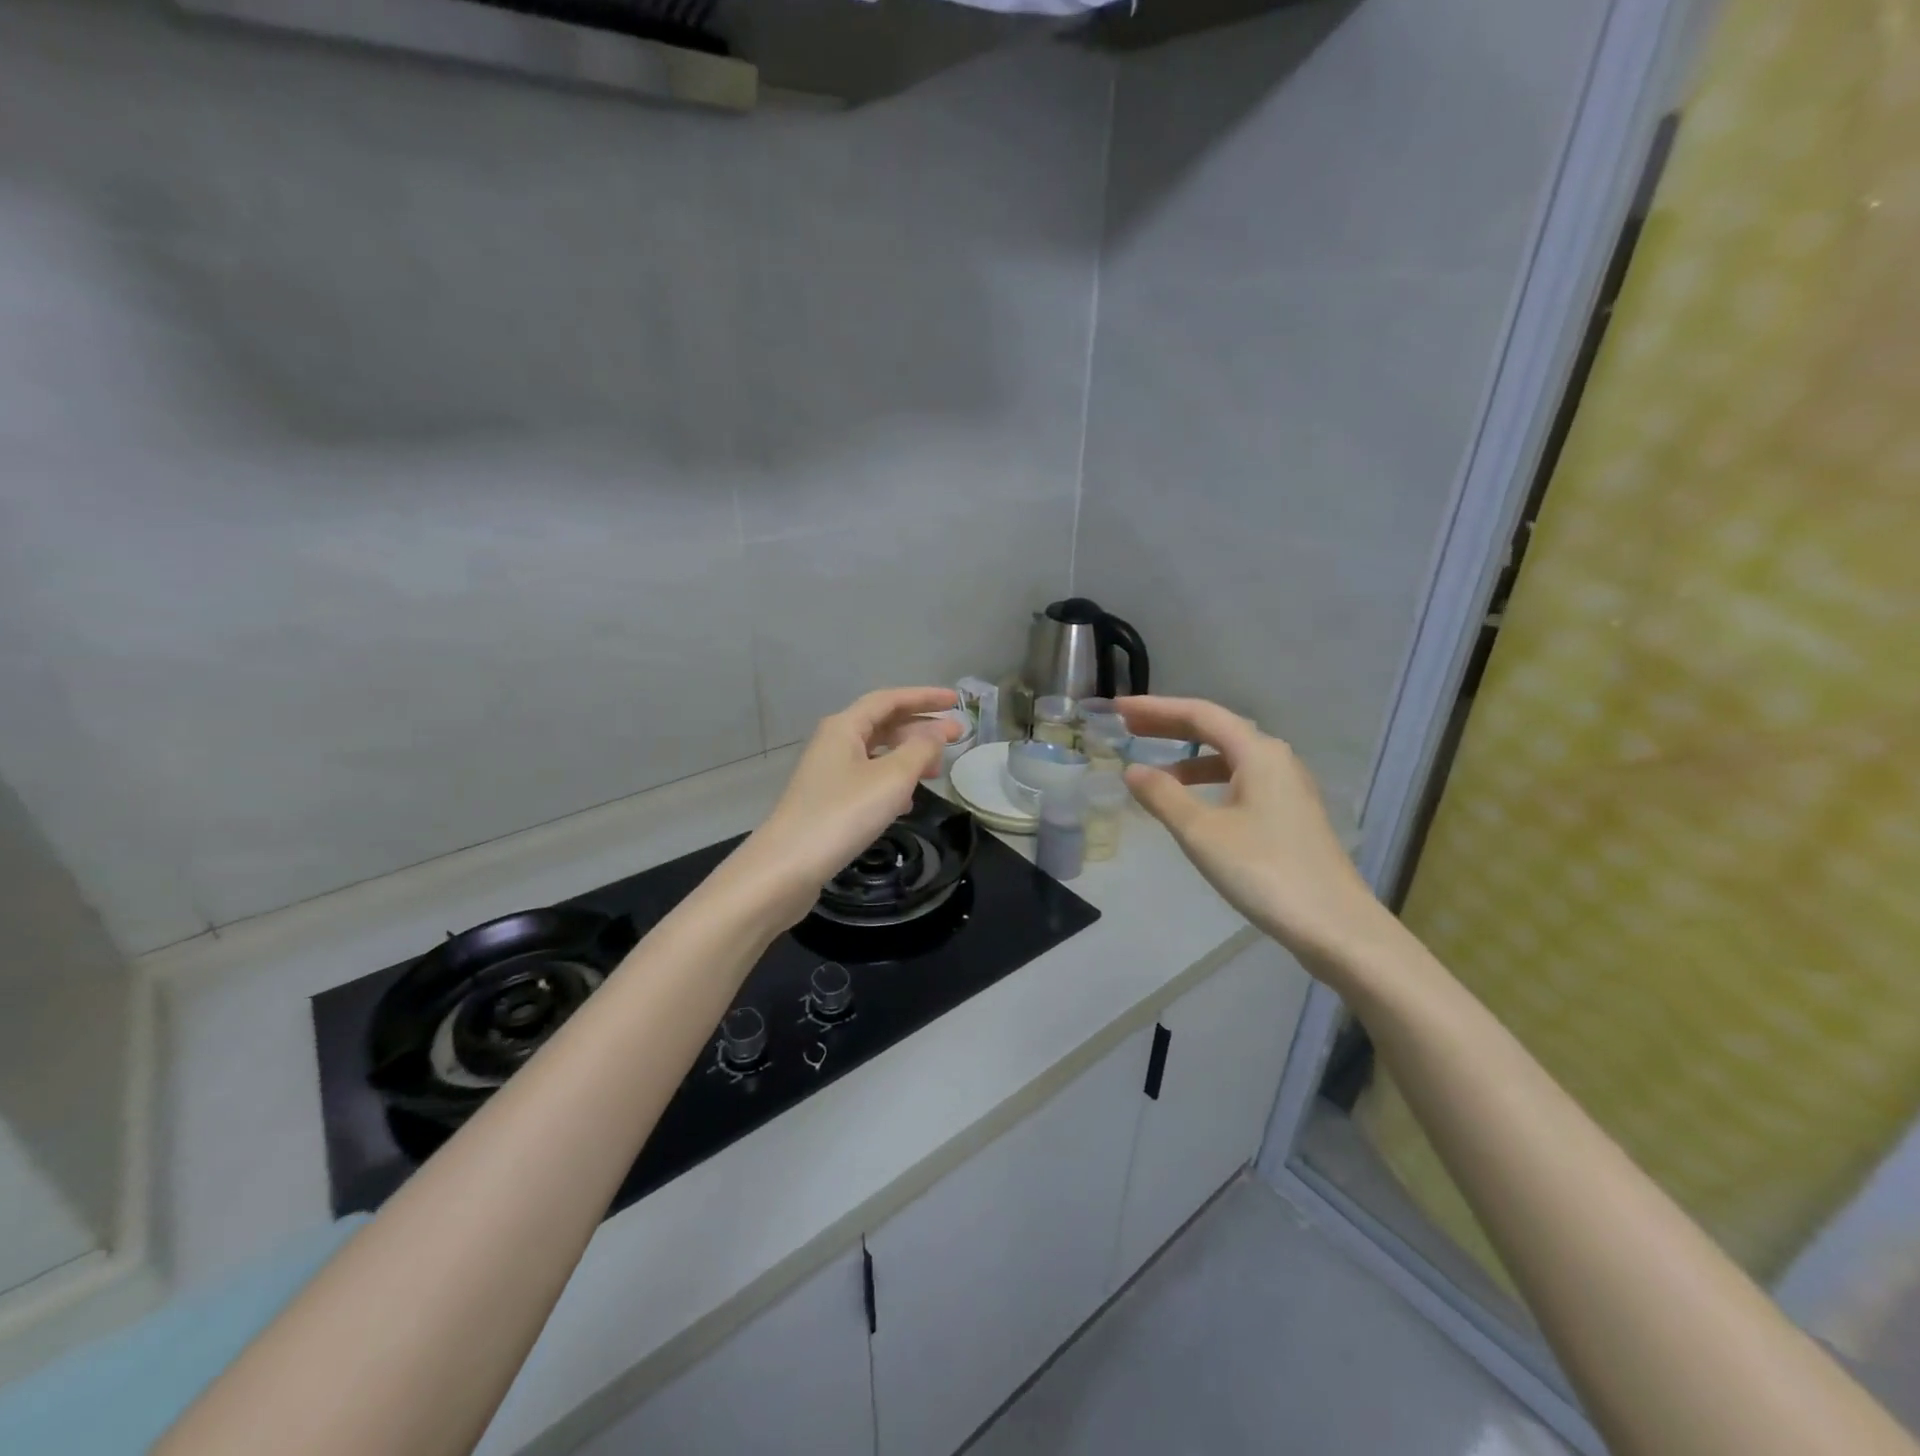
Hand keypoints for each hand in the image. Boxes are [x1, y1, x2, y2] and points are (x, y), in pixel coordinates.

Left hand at [731, 687, 961, 924]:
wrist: (788, 866)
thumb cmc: (843, 814)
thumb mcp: (892, 778)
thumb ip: (921, 750)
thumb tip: (940, 730)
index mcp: (844, 727)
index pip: (890, 699)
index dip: (925, 697)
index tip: (957, 700)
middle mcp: (833, 742)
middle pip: (883, 724)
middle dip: (920, 728)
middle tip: (956, 737)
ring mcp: (828, 773)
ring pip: (876, 753)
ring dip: (908, 756)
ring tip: (936, 771)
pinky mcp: (827, 801)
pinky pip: (867, 779)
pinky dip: (892, 782)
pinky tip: (906, 803)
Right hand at [1117, 697, 1384, 968]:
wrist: (1335, 926)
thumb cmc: (1264, 871)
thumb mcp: (1202, 832)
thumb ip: (1163, 796)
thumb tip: (1132, 770)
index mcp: (1258, 753)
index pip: (1200, 714)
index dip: (1156, 709)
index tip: (1119, 710)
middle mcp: (1276, 760)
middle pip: (1217, 730)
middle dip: (1170, 726)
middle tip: (1128, 728)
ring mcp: (1287, 788)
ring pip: (1230, 757)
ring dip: (1189, 757)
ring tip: (1153, 769)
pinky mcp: (1290, 815)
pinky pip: (1241, 781)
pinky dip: (1209, 781)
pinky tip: (1191, 804)